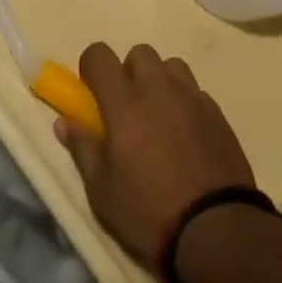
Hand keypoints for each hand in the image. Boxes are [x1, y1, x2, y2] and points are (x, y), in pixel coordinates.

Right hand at [54, 42, 257, 266]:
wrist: (216, 229)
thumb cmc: (148, 211)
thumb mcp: (102, 190)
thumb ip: (82, 148)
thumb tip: (64, 121)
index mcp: (125, 101)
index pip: (99, 54)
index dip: (91, 68)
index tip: (92, 94)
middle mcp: (159, 88)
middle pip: (139, 53)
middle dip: (128, 72)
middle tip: (126, 110)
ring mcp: (192, 97)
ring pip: (171, 66)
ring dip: (160, 82)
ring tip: (159, 118)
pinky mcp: (217, 112)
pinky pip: (195, 91)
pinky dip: (185, 102)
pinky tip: (186, 136)